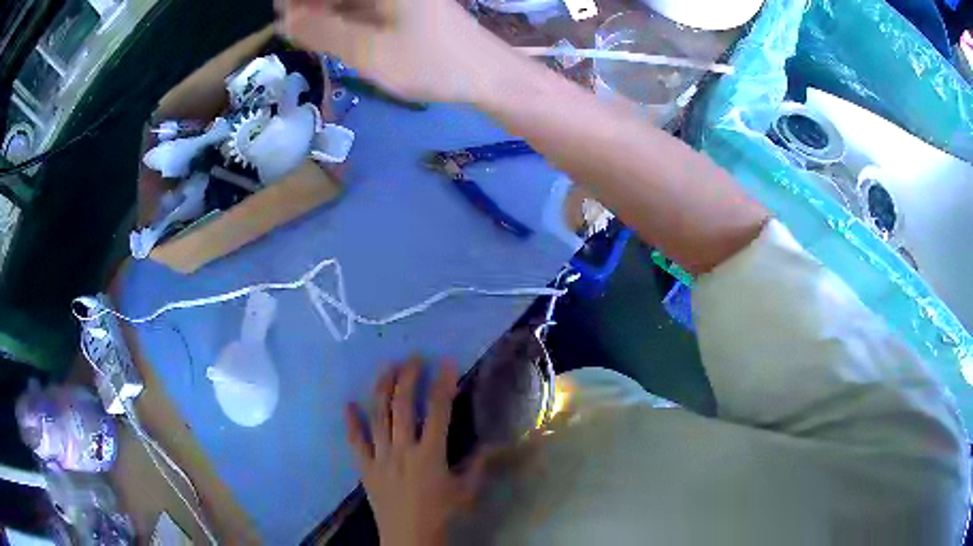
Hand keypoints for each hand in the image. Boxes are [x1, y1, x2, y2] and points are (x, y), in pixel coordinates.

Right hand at [276, 0, 516, 102]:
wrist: (487, 74)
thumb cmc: (432, 64)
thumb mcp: (369, 52)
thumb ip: (323, 31)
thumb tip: (285, 17)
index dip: (300, 1)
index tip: (283, 16)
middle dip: (310, 5)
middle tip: (292, 27)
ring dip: (326, 10)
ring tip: (306, 32)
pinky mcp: (404, 4)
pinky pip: (363, 5)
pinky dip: (343, 14)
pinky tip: (331, 31)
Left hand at [346, 358, 484, 545]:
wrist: (409, 537)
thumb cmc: (441, 515)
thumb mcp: (466, 491)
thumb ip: (477, 465)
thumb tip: (489, 444)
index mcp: (430, 454)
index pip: (438, 411)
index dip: (443, 384)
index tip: (446, 363)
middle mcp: (403, 449)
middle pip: (403, 406)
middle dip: (408, 378)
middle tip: (413, 358)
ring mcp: (381, 457)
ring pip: (378, 416)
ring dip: (382, 389)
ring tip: (386, 368)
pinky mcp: (365, 467)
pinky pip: (356, 441)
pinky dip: (351, 422)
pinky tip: (348, 404)